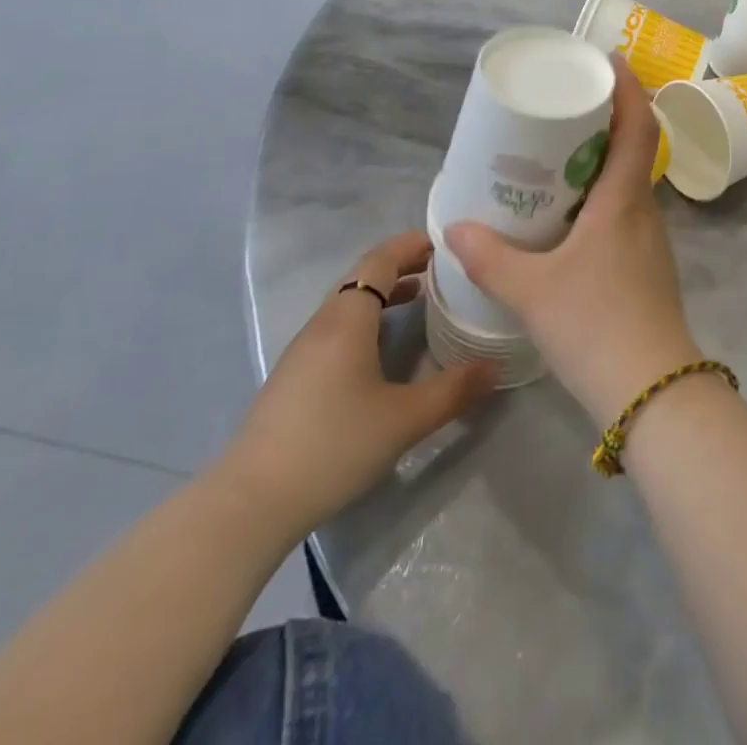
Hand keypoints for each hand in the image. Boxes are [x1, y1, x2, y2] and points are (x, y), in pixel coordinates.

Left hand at [217, 232, 495, 538]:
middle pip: (362, 277)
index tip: (444, 242)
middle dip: (402, 266)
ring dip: (384, 294)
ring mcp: (303, 352)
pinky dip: (367, 319)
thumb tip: (496, 367)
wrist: (250, 504)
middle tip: (442, 270)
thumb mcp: (405, 419)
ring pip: (348, 304)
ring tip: (420, 301)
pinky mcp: (293, 378)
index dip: (410, 245)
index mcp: (347, 319)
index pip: (379, 261)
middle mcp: (322, 324)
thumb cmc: (333, 445)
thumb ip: (454, 389)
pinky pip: (337, 328)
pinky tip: (383, 349)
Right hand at [445, 59, 701, 421]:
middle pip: (632, 149)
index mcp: (623, 201)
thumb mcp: (532, 290)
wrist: (652, 391)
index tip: (609, 61)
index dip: (628, 88)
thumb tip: (456, 228)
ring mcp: (649, 241)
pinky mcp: (646, 266)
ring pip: (627, 184)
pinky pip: (622, 213)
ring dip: (600, 161)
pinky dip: (598, 197)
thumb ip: (491, 258)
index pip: (637, 127)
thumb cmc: (596, 325)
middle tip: (563, 110)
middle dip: (604, 121)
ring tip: (556, 159)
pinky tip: (567, 218)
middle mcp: (643, 211)